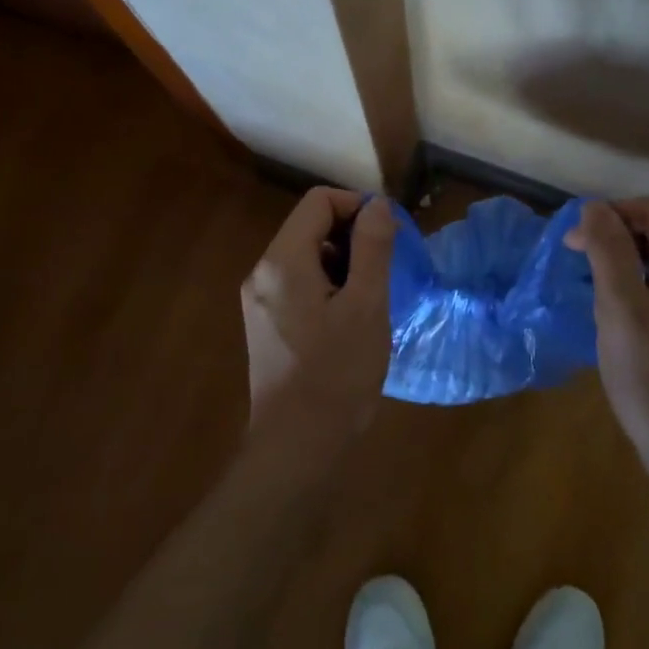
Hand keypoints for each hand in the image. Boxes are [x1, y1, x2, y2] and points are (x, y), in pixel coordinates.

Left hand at [241, 188, 395, 445]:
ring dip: (343, 263)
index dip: (358, 207)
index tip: (389, 236)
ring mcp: (259, 300)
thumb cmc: (337, 373)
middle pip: (310, 226)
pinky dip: (328, 286)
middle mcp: (262, 272)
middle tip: (386, 271)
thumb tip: (376, 204)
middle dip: (353, 237)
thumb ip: (372, 247)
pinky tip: (350, 320)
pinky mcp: (265, 324)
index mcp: (283, 260)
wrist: (296, 447)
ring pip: (306, 256)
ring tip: (371, 299)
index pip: (319, 201)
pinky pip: (299, 284)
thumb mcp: (366, 304)